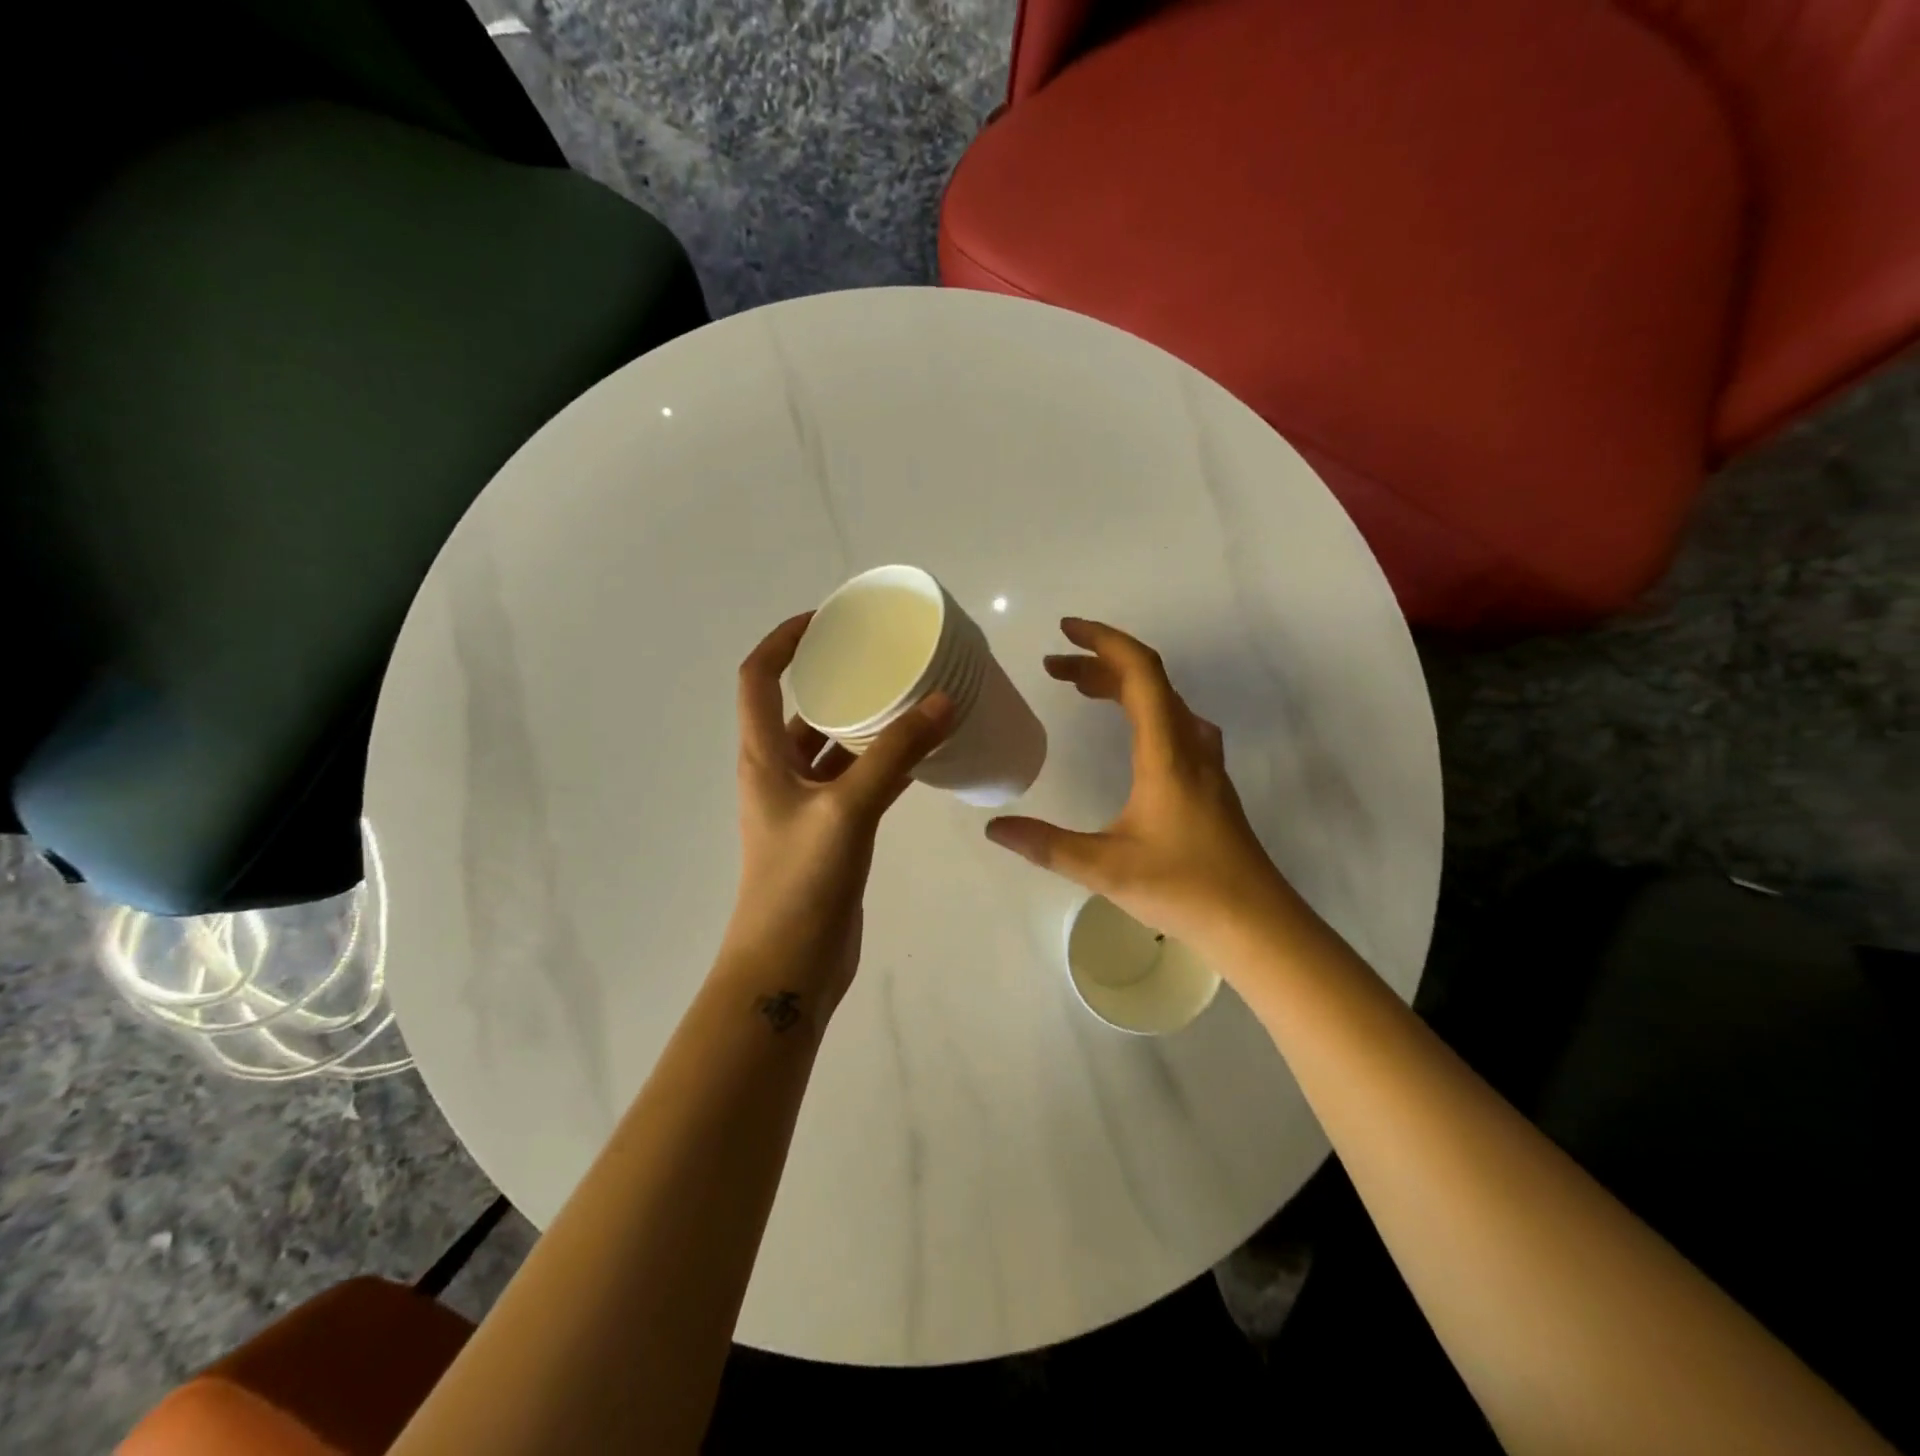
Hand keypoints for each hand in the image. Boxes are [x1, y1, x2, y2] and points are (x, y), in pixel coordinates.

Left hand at [720, 614, 953, 1021]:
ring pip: (834, 748)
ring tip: (910, 698)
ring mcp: (805, 806)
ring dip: (865, 724)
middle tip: (884, 657)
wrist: (788, 967)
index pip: (758, 678)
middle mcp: (778, 773)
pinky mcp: (831, 833)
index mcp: (763, 757)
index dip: (784, 641)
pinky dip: (882, 764)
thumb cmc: (801, 882)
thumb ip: (895, 756)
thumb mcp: (847, 810)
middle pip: (800, 708)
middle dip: (836, 678)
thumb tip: (943, 702)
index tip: (826, 619)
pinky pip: (857, 782)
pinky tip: (919, 756)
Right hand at [984, 618, 1290, 951]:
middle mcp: (1189, 744)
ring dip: (1121, 684)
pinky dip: (1142, 708)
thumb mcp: (1105, 868)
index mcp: (1166, 752)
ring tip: (1080, 689)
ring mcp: (1205, 762)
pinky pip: (1173, 722)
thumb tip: (994, 828)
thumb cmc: (1183, 888)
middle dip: (1098, 664)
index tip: (1065, 630)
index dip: (1103, 641)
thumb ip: (1047, 845)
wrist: (1255, 921)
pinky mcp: (1209, 781)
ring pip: (1163, 700)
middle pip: (1148, 680)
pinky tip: (1130, 731)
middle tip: (1053, 668)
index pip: (1140, 672)